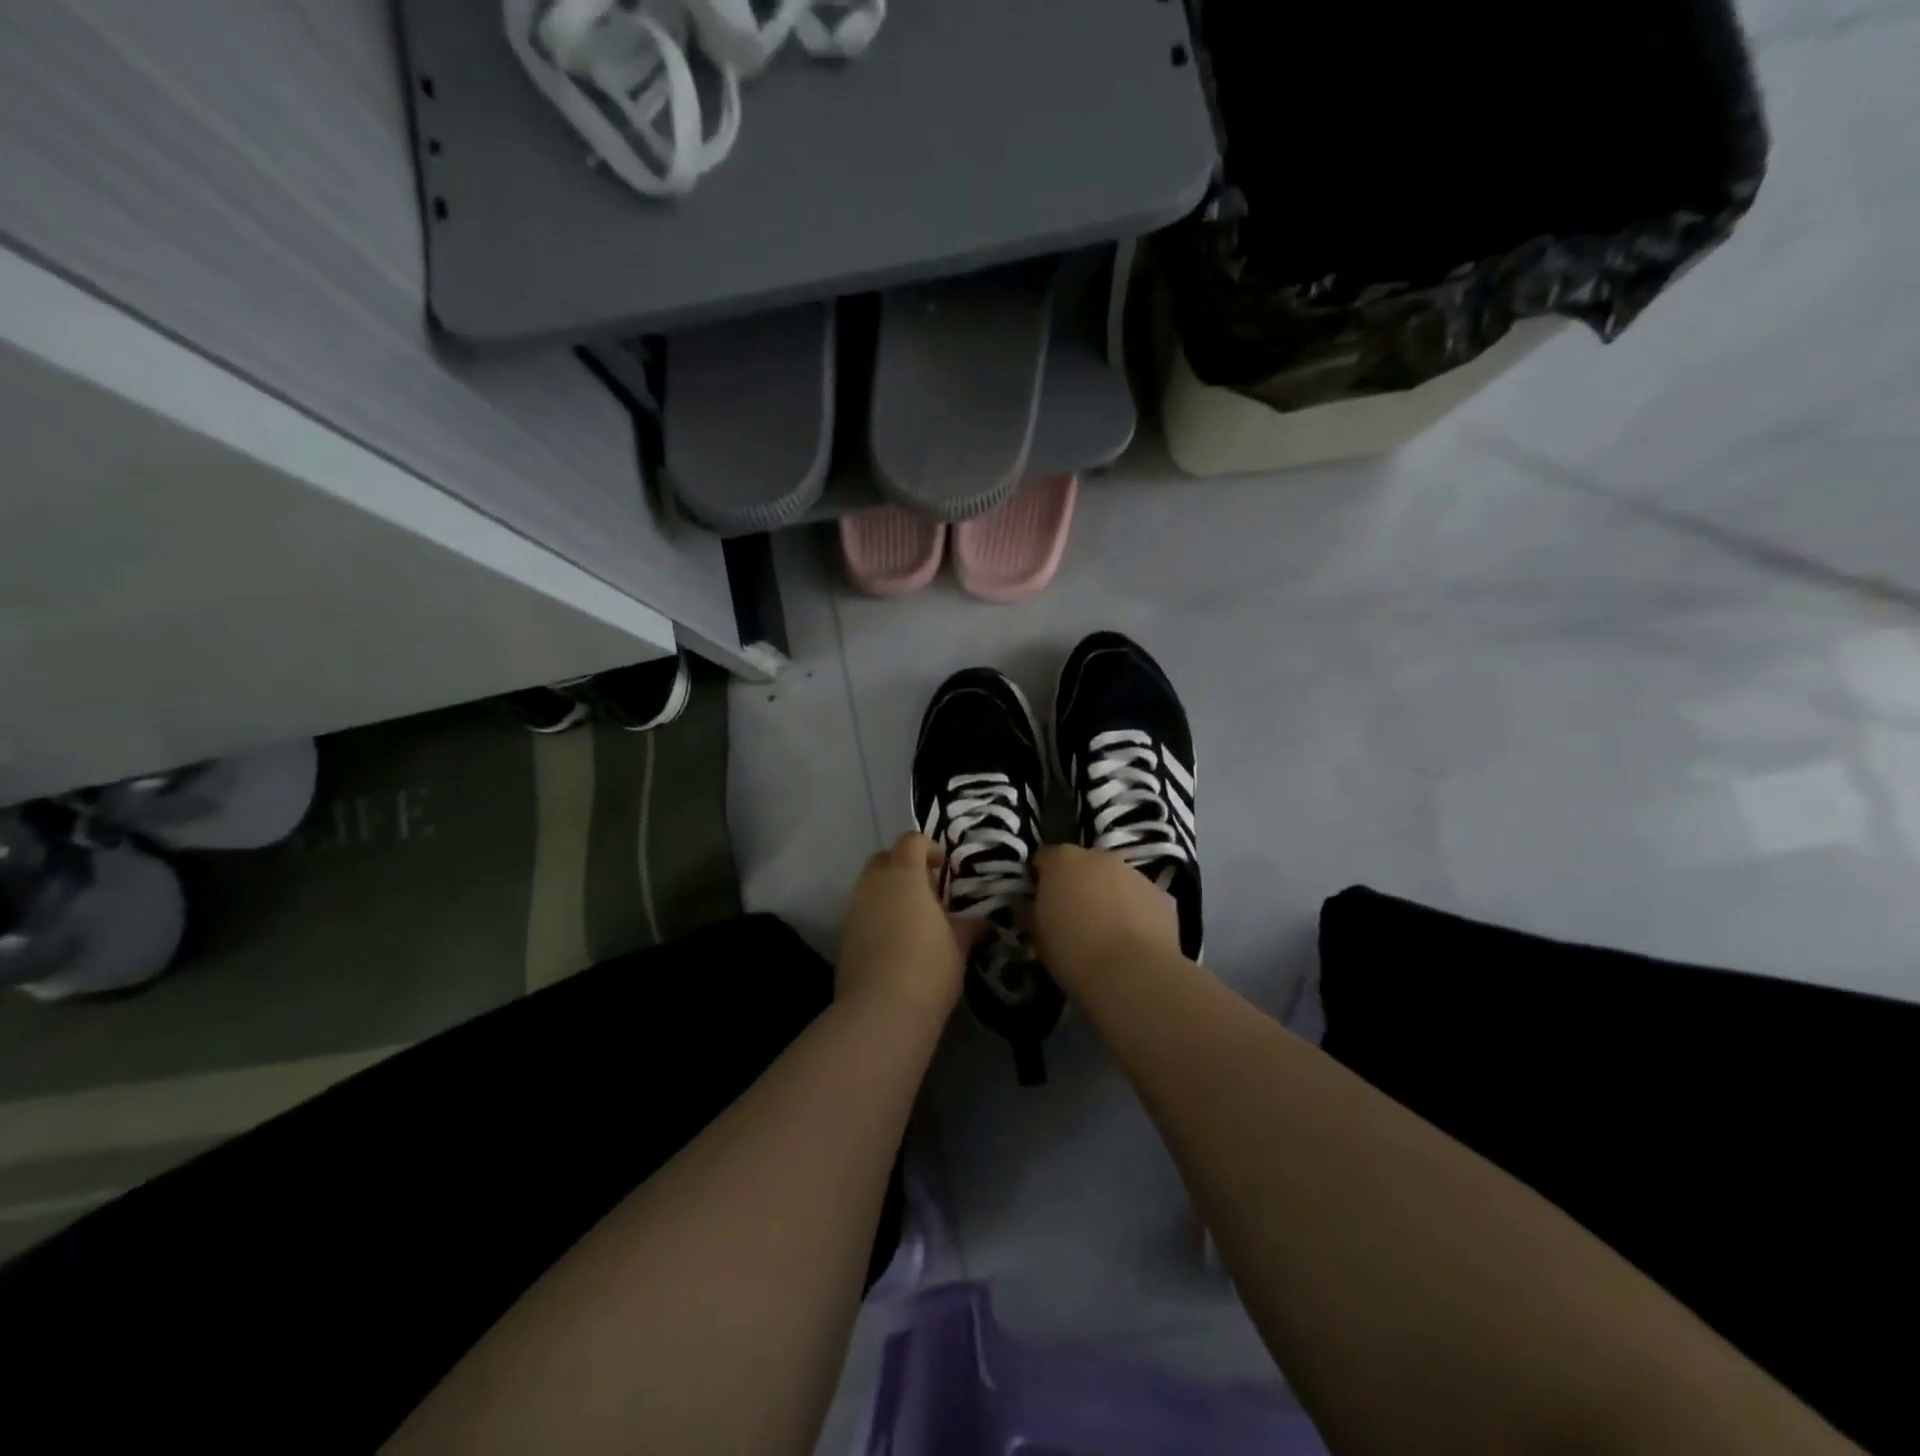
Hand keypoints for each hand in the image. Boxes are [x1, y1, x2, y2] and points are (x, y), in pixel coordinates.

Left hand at [837, 834, 983, 1016]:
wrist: (880, 1012)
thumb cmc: (929, 968)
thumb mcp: (959, 945)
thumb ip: (967, 926)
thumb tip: (980, 922)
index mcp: (904, 875)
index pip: (911, 841)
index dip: (928, 848)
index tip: (944, 868)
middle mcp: (874, 884)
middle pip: (884, 858)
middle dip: (904, 866)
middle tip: (928, 891)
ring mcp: (854, 910)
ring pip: (870, 885)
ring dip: (890, 892)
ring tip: (914, 920)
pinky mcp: (844, 936)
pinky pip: (863, 911)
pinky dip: (878, 915)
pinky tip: (896, 942)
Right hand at [1031, 844, 1181, 994]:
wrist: (1133, 975)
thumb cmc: (1073, 952)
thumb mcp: (1037, 936)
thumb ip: (1027, 911)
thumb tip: (1022, 901)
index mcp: (1063, 860)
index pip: (1044, 857)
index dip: (1039, 878)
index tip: (1038, 901)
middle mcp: (1099, 856)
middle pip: (1082, 864)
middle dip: (1076, 883)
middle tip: (1072, 915)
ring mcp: (1134, 873)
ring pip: (1113, 878)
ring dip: (1107, 894)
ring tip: (1105, 929)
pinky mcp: (1161, 894)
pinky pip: (1139, 897)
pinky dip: (1133, 909)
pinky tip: (1132, 938)